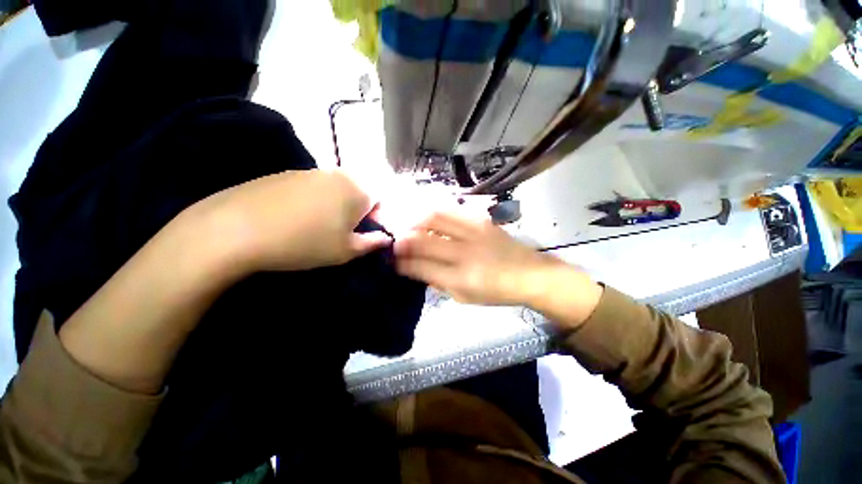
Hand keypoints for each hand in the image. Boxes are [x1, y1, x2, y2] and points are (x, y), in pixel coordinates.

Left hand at [194, 170, 390, 272]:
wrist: (235, 230)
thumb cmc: (305, 242)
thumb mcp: (345, 251)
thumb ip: (371, 243)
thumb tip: (386, 238)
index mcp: (358, 189)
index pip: (382, 197)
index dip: (379, 215)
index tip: (365, 232)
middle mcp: (338, 173)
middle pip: (360, 190)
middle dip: (358, 210)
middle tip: (343, 231)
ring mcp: (310, 170)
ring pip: (336, 188)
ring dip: (337, 205)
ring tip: (318, 226)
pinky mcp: (286, 173)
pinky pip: (313, 186)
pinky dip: (314, 201)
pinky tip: (295, 218)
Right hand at [393, 211, 555, 305]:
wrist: (530, 274)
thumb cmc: (496, 291)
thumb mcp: (464, 298)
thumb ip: (438, 283)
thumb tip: (418, 270)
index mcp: (460, 278)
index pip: (421, 267)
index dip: (402, 263)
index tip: (392, 260)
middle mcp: (464, 253)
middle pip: (423, 241)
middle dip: (402, 240)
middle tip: (394, 240)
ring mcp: (473, 232)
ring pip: (435, 218)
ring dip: (415, 220)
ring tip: (407, 224)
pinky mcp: (481, 220)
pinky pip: (451, 209)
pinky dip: (434, 210)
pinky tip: (427, 214)